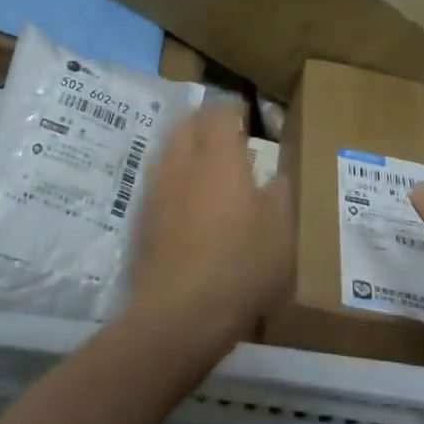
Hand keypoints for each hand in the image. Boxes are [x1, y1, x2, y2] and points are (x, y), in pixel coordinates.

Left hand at [127, 101, 293, 354]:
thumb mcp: (281, 232)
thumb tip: (277, 176)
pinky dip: (175, 177)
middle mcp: (182, 163)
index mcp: (219, 158)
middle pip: (187, 124)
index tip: (247, 114)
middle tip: (227, 134)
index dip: (232, 107)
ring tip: (208, 165)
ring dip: (187, 147)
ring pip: (168, 150)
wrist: (178, 316)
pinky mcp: (142, 218)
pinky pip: (159, 180)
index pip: (219, 112)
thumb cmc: (240, 267)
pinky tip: (189, 202)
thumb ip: (280, 195)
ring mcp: (157, 190)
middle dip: (205, 121)